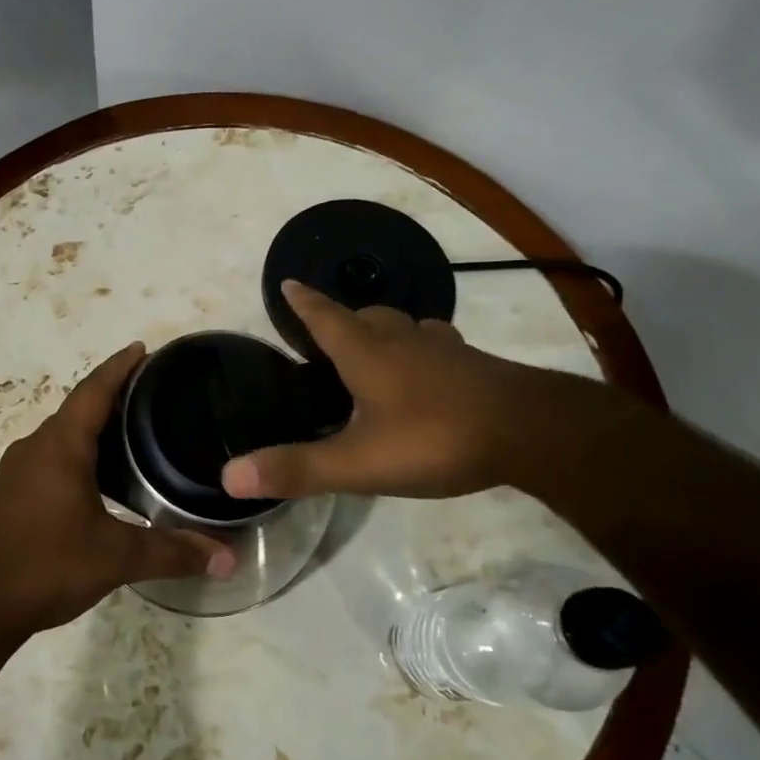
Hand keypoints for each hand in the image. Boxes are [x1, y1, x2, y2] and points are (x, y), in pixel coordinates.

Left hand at [0, 343, 236, 641]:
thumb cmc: (45, 565)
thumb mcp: (116, 557)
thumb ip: (172, 552)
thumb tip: (227, 556)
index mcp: (60, 446)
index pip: (94, 390)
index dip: (120, 367)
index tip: (143, 349)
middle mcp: (36, 447)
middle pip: (79, 409)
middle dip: (113, 396)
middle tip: (154, 395)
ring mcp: (18, 471)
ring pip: (64, 436)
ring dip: (95, 429)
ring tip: (135, 435)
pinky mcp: (11, 495)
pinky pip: (52, 458)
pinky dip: (80, 455)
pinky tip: (101, 480)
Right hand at [223, 280, 576, 501]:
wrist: (531, 432)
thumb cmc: (435, 439)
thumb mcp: (358, 463)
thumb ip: (297, 469)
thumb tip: (229, 476)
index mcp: (367, 354)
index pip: (324, 317)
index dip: (303, 302)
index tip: (287, 282)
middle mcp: (401, 340)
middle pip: (364, 316)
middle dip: (341, 319)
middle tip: (326, 334)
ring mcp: (442, 349)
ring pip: (403, 326)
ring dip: (382, 330)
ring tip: (372, 349)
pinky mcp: (473, 364)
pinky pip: (435, 344)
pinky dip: (419, 348)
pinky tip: (427, 370)